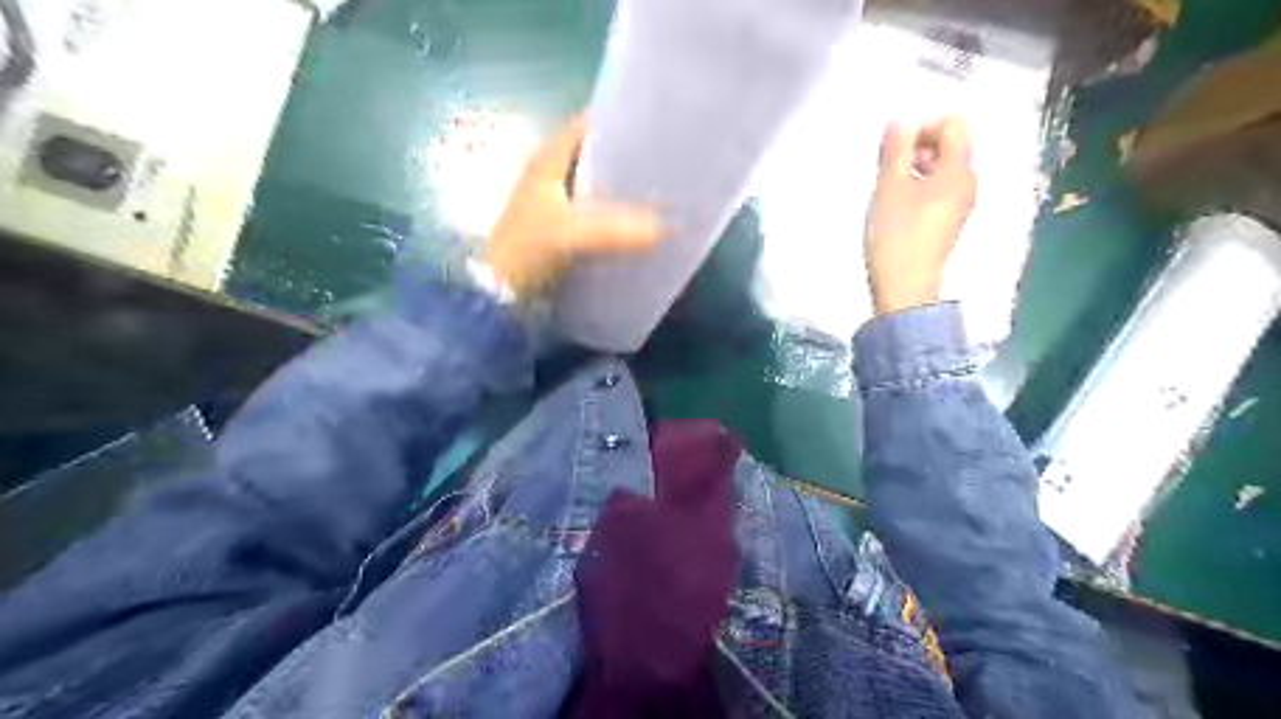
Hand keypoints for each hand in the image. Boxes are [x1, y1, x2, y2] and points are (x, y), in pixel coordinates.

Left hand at [480, 115, 660, 298]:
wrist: (499, 290)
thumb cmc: (528, 249)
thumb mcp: (572, 234)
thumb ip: (617, 230)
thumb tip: (667, 230)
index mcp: (547, 161)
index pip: (585, 125)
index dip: (616, 120)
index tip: (653, 123)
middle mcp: (550, 174)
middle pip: (594, 154)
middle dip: (626, 155)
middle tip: (664, 159)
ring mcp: (553, 201)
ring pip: (595, 183)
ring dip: (621, 186)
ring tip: (659, 186)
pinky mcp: (558, 226)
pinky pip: (593, 209)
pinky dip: (613, 211)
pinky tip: (637, 219)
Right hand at [864, 115, 977, 310]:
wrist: (904, 288)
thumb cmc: (897, 238)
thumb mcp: (890, 187)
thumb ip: (896, 149)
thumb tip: (900, 121)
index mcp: (959, 171)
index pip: (952, 125)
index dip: (922, 126)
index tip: (894, 145)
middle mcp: (966, 184)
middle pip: (948, 146)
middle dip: (916, 147)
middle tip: (886, 166)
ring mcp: (958, 205)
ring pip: (940, 169)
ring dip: (913, 169)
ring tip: (887, 187)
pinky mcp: (946, 222)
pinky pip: (936, 190)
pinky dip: (916, 188)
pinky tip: (895, 205)